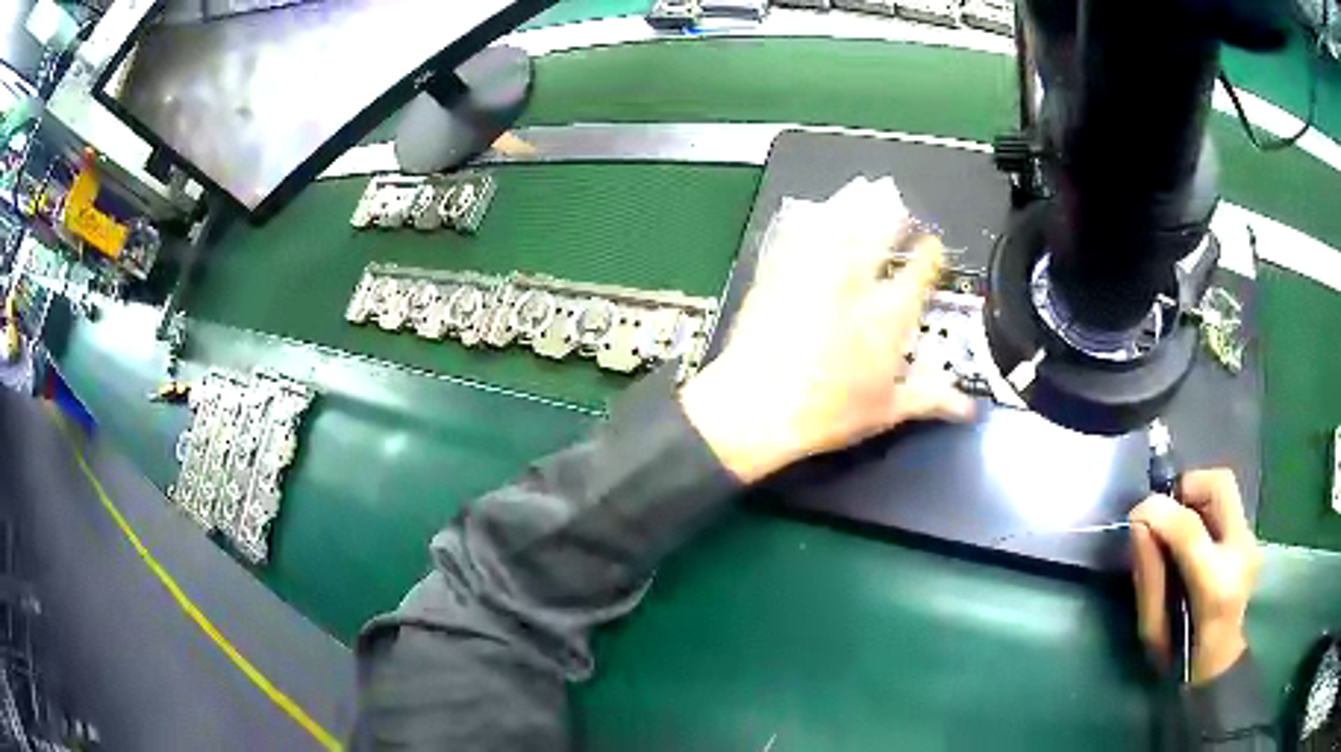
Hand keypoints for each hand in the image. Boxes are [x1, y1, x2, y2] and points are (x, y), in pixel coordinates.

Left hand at [680, 178, 974, 482]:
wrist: (754, 406)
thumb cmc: (826, 413)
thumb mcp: (885, 411)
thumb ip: (929, 399)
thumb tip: (967, 408)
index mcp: (889, 315)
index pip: (920, 271)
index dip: (930, 253)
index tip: (931, 244)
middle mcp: (856, 284)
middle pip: (880, 234)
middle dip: (891, 214)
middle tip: (896, 199)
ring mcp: (814, 273)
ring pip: (840, 226)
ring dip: (855, 205)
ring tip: (865, 190)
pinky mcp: (778, 273)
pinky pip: (799, 235)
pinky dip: (812, 220)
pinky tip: (815, 212)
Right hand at [1128, 469, 1261, 683]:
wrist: (1223, 671)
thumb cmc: (1183, 662)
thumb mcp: (1155, 634)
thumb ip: (1149, 579)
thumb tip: (1139, 525)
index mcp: (1216, 586)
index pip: (1188, 528)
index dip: (1158, 511)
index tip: (1135, 516)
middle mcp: (1241, 552)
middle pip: (1219, 484)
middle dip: (1186, 486)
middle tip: (1164, 513)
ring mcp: (1252, 542)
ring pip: (1225, 489)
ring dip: (1196, 497)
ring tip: (1177, 526)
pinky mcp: (1253, 540)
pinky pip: (1227, 506)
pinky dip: (1206, 510)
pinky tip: (1194, 539)